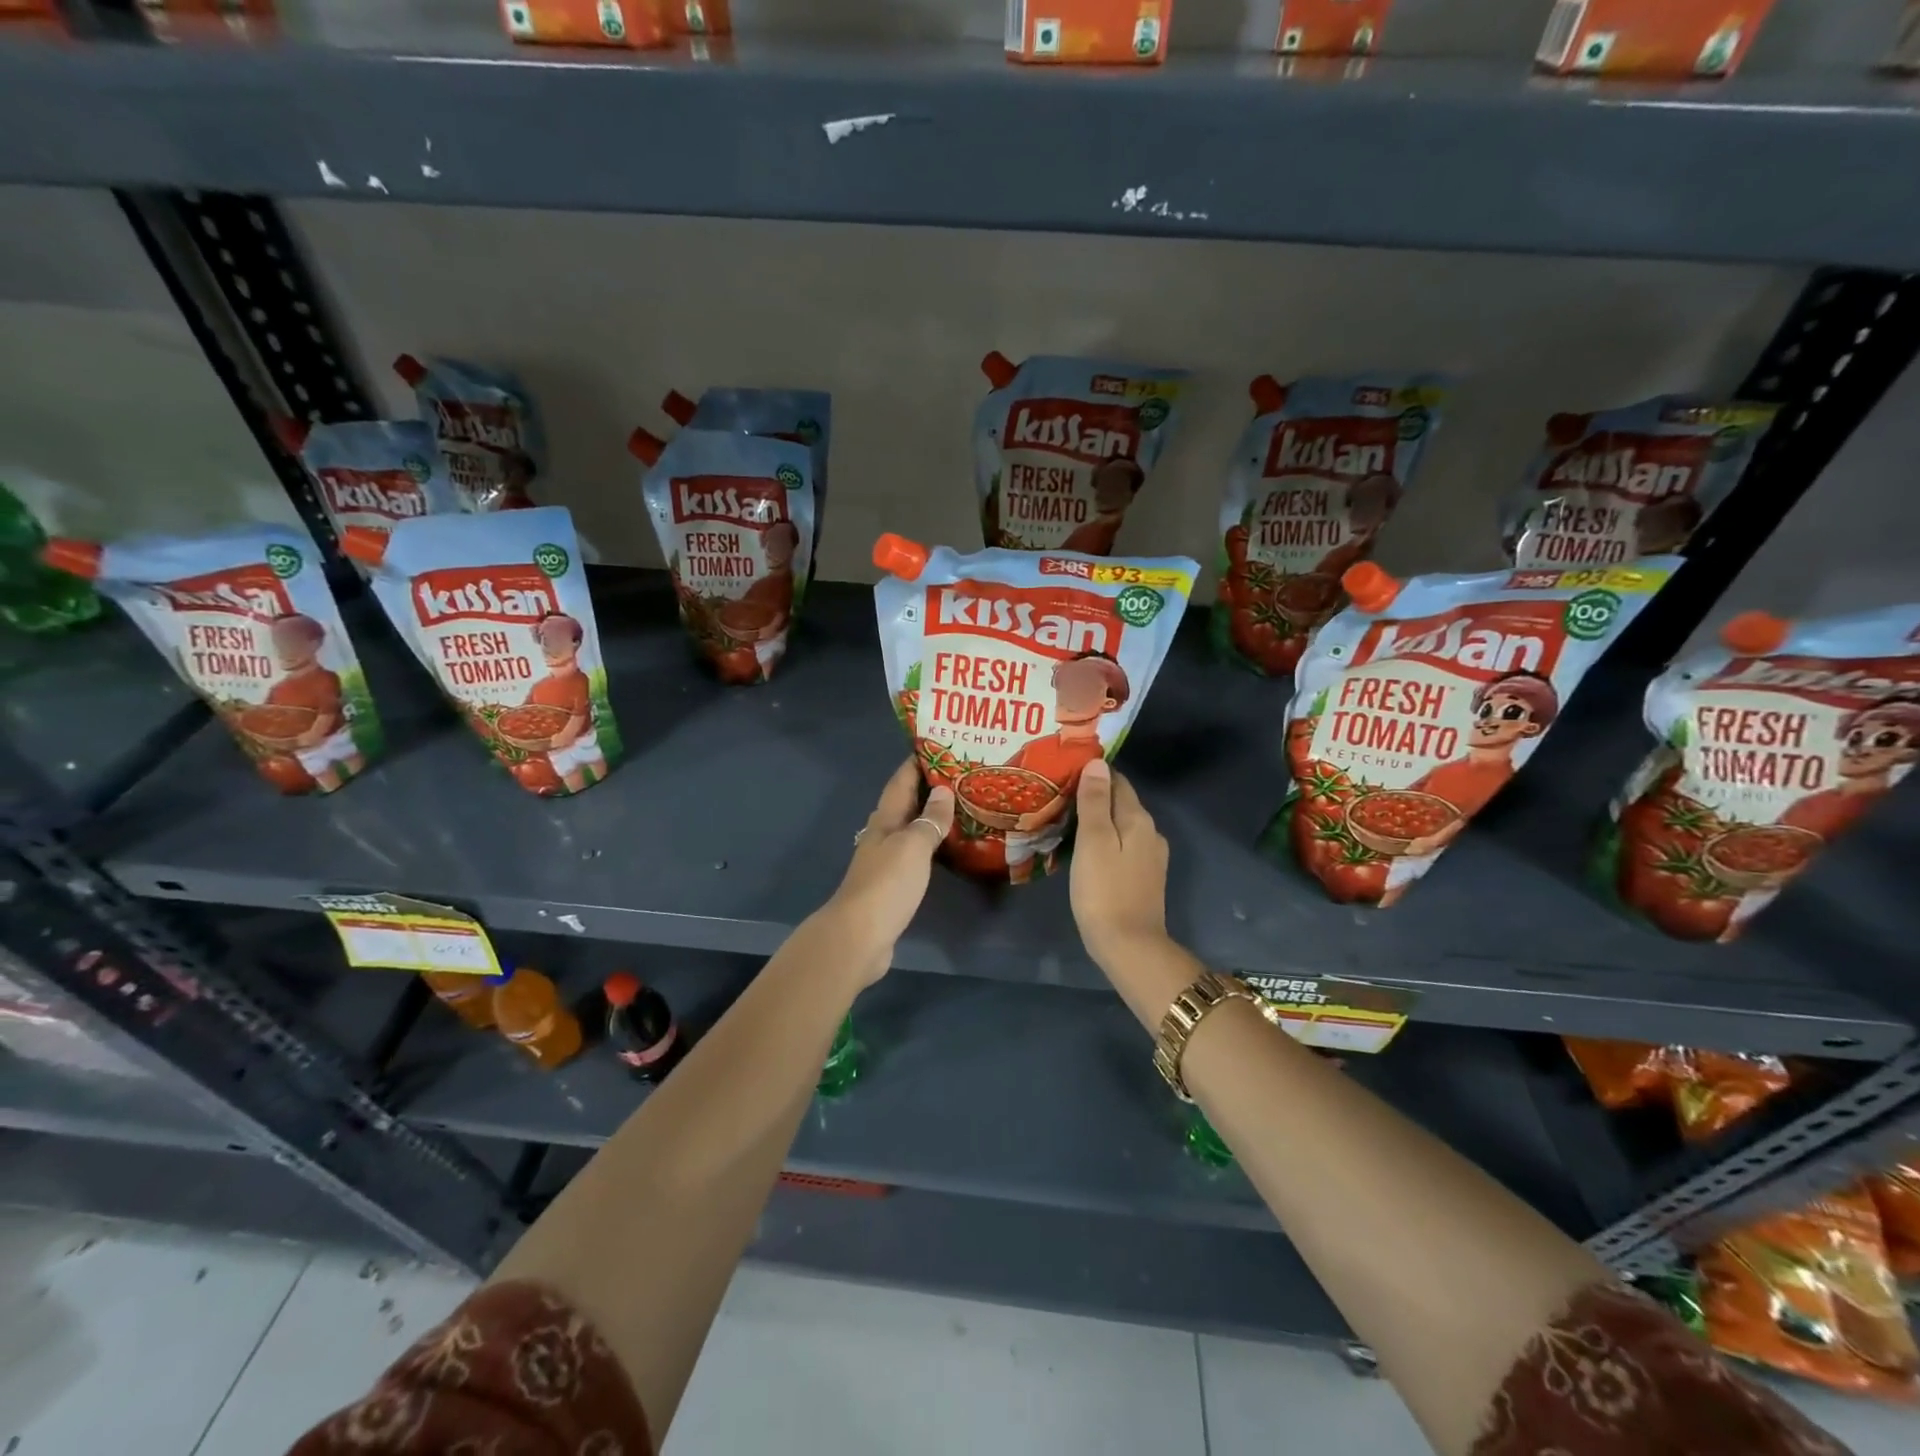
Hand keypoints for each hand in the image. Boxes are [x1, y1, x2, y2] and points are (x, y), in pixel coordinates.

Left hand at [822, 759, 954, 982]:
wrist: (859, 936)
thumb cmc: (887, 885)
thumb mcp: (913, 846)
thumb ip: (930, 820)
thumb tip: (944, 792)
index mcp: (885, 820)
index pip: (901, 781)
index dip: (917, 762)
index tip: (939, 745)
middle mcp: (883, 835)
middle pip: (906, 803)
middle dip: (929, 787)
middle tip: (961, 775)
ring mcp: (886, 861)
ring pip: (911, 828)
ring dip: (932, 816)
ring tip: (961, 806)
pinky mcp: (893, 885)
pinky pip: (916, 854)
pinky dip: (932, 844)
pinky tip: (949, 847)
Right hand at [1070, 760, 1171, 971]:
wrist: (1129, 946)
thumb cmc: (1104, 890)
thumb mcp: (1094, 841)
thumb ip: (1095, 801)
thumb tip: (1098, 763)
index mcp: (1138, 819)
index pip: (1118, 781)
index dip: (1094, 774)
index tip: (1066, 772)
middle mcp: (1150, 832)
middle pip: (1122, 803)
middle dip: (1095, 796)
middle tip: (1060, 796)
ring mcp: (1150, 857)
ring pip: (1122, 826)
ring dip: (1100, 820)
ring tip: (1068, 820)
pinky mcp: (1145, 877)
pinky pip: (1123, 846)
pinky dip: (1106, 840)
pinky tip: (1087, 849)